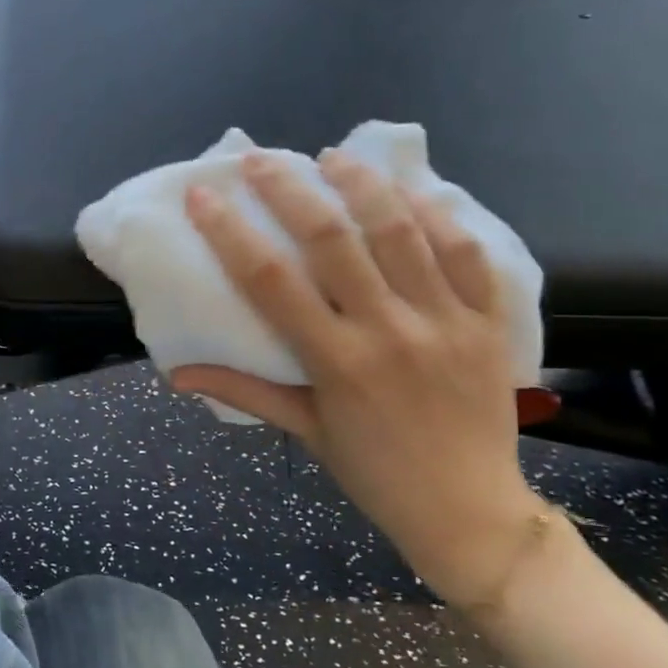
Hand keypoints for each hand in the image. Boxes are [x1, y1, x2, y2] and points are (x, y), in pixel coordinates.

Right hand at [171, 150, 540, 606]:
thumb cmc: (374, 473)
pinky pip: (467, 251)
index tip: (205, 195)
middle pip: (334, 240)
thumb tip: (178, 375)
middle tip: (261, 160)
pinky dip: (437, 213)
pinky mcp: (489, 321)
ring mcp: (446, 321)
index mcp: (337, 362)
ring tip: (334, 157)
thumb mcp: (305, 431)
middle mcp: (390, 331)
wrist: (469, 510)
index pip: (272, 282)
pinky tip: (410, 190)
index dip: (231, 232)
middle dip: (291, 190)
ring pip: (403, 231)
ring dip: (363, 185)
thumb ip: (244, 392)